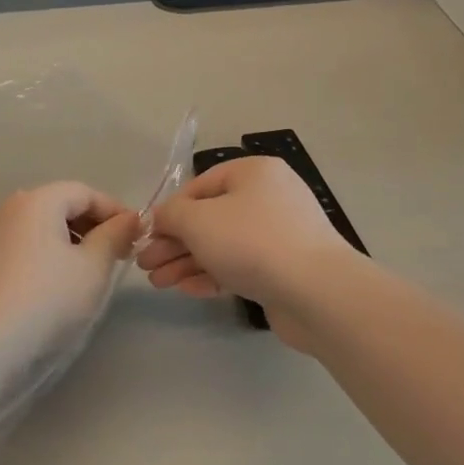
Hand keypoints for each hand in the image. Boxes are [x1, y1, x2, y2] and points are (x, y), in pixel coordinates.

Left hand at [0, 182, 140, 357]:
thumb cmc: (49, 297)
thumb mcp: (94, 266)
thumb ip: (115, 236)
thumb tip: (130, 219)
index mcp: (38, 201)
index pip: (85, 192)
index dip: (115, 211)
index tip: (137, 236)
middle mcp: (11, 209)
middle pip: (61, 205)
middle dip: (93, 226)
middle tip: (119, 254)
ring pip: (43, 227)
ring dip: (72, 241)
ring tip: (92, 270)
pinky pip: (26, 246)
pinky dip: (49, 254)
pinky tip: (60, 282)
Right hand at [137, 157, 352, 308]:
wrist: (317, 292)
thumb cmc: (251, 242)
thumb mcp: (198, 220)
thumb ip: (171, 215)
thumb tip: (161, 218)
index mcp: (253, 172)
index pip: (199, 185)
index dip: (169, 211)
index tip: (146, 236)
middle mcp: (269, 197)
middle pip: (209, 217)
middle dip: (174, 242)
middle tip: (146, 265)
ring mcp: (279, 233)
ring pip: (223, 244)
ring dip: (187, 262)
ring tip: (158, 283)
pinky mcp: (284, 268)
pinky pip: (241, 265)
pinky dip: (213, 275)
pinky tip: (187, 290)